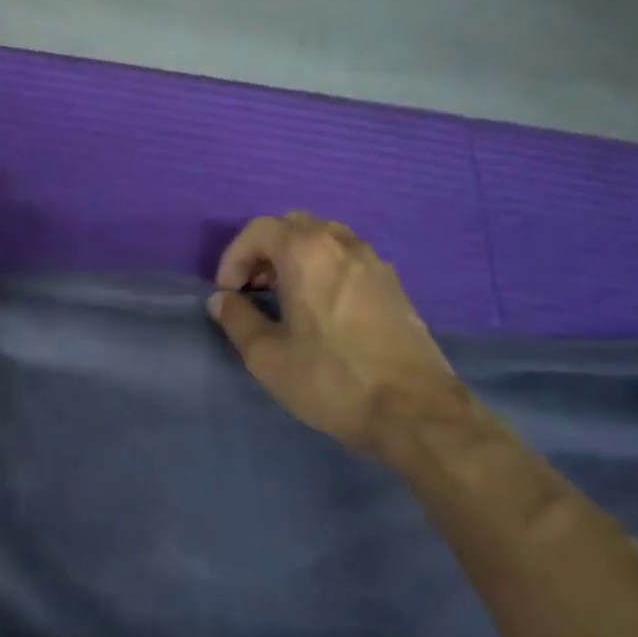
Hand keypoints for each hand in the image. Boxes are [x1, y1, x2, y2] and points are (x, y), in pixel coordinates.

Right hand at [209, 213, 463, 451]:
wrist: (415, 410)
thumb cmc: (331, 380)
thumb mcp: (267, 357)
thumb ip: (237, 319)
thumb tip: (222, 300)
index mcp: (307, 253)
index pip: (258, 230)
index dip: (233, 257)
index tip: (228, 293)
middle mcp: (342, 244)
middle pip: (292, 225)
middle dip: (264, 252)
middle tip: (253, 289)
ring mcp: (374, 261)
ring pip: (324, 238)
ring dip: (295, 257)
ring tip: (285, 297)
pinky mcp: (394, 284)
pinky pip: (348, 258)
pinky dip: (324, 268)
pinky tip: (321, 309)